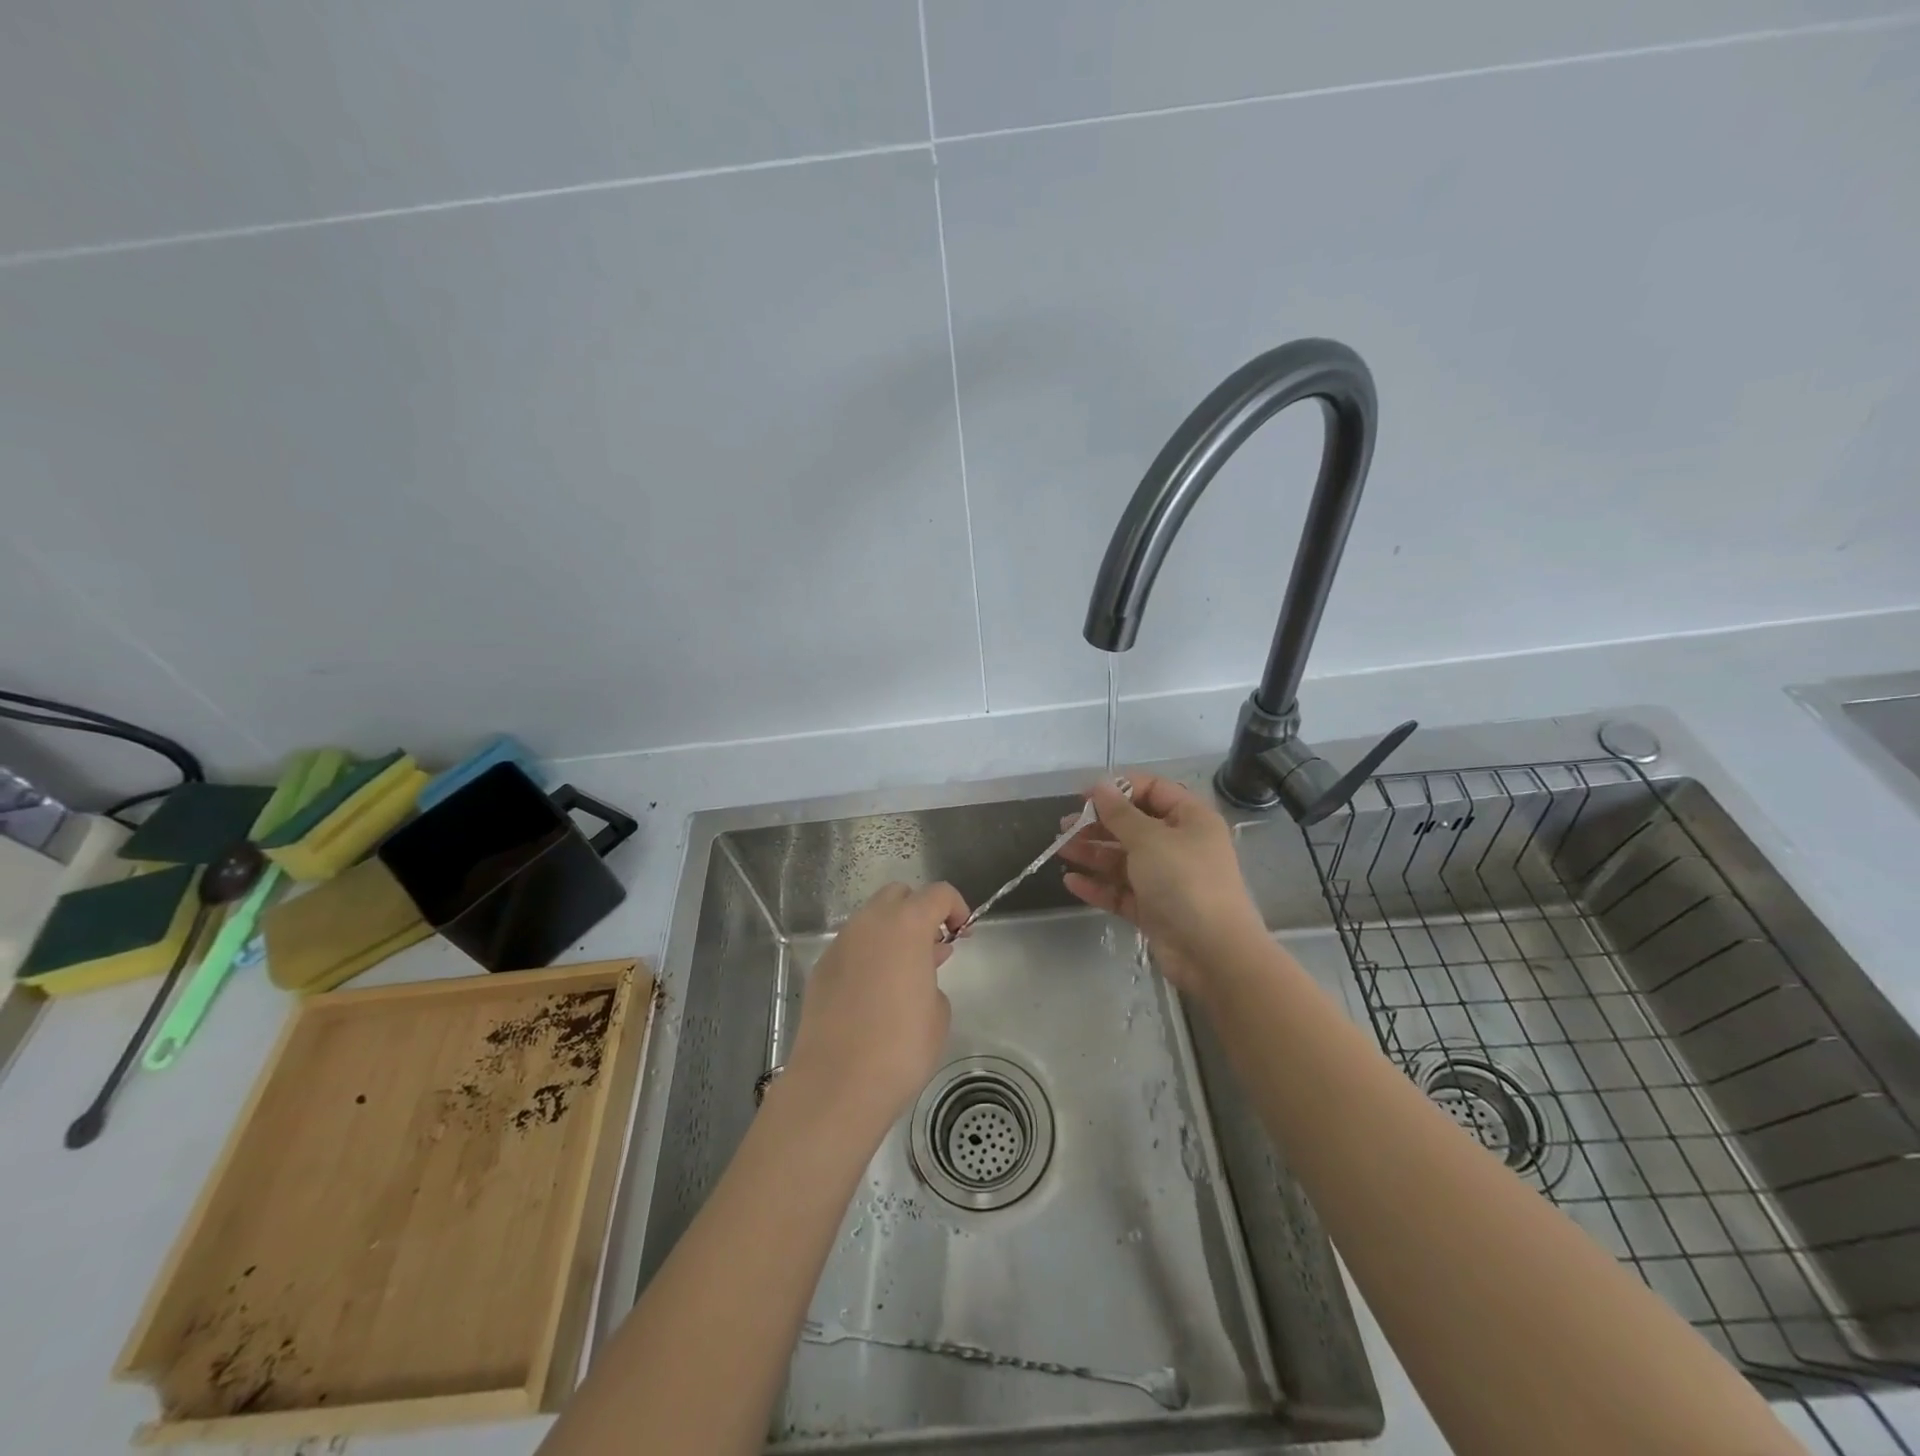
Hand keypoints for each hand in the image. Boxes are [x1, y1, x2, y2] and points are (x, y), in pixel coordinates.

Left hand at [782, 882, 967, 1131]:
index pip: (937, 893)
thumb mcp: (938, 1012)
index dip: (956, 908)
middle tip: (932, 948)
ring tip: (905, 973)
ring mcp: (840, 944)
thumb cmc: (900, 1047)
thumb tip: (918, 974)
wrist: (836, 1084)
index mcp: (905, 925)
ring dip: (892, 933)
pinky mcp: (822, 969)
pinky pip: (852, 947)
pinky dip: (868, 955)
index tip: (961, 935)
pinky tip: (874, 993)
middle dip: (919, 911)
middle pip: (898, 895)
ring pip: (871, 920)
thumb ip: (933, 977)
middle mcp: (869, 924)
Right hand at [1058, 772, 1264, 991]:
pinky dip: (1098, 886)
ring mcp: (1166, 880)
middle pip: (1134, 826)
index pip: (1153, 791)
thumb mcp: (1149, 839)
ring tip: (1060, 850)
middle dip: (1098, 824)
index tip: (1084, 797)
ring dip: (1092, 853)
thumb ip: (1120, 813)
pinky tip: (1071, 882)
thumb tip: (1101, 786)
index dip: (1119, 789)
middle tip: (1065, 826)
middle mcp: (1180, 845)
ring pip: (1123, 860)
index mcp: (1190, 820)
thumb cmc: (1184, 881)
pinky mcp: (1153, 909)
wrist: (1212, 952)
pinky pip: (1121, 891)